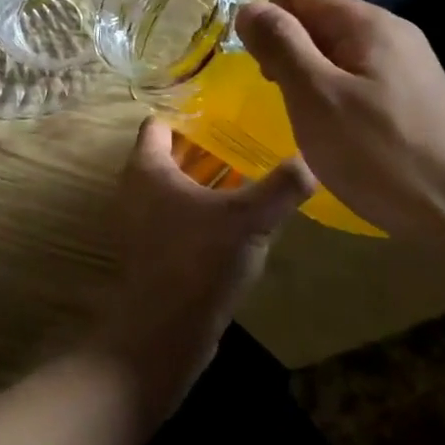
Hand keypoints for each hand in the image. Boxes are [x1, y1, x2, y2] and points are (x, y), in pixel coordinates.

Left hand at [87, 118, 312, 414]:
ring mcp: (139, 222)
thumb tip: (310, 160)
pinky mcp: (151, 251)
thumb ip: (281, 186)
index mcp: (147, 167)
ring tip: (249, 179)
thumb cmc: (198, 260)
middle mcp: (134, 188)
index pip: (161, 122)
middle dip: (206, 148)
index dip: (191, 113)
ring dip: (205, 182)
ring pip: (174, 188)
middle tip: (248, 142)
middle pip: (170, 154)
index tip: (227, 112)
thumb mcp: (248, 219)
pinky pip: (176, 217)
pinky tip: (235, 223)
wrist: (162, 332)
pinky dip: (200, 212)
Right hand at [234, 0, 444, 245]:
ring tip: (306, 118)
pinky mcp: (413, 96)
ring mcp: (408, 65)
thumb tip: (248, 8)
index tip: (260, 69)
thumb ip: (280, 45)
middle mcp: (392, 33)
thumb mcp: (315, 97)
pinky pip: (357, 75)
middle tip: (282, 98)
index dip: (268, 20)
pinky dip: (333, 93)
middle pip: (319, 17)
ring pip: (336, 49)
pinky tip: (336, 131)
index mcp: (369, 23)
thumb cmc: (379, 155)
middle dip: (287, 49)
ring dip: (308, 74)